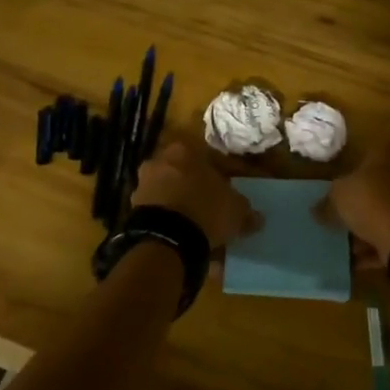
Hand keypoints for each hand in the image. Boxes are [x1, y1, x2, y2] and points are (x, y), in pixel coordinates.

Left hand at [131, 137, 258, 249]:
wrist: (166, 239)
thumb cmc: (205, 210)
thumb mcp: (235, 209)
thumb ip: (246, 210)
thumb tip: (257, 218)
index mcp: (184, 150)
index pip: (208, 158)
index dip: (222, 176)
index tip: (229, 192)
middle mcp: (159, 161)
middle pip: (184, 173)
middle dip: (197, 189)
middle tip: (212, 208)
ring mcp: (143, 185)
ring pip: (169, 192)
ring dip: (181, 205)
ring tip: (197, 227)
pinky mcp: (133, 209)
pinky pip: (159, 213)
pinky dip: (170, 221)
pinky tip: (182, 237)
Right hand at [327, 139, 389, 264]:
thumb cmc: (368, 200)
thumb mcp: (336, 197)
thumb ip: (325, 203)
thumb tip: (316, 209)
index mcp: (388, 152)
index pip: (370, 152)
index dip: (353, 170)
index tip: (340, 186)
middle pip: (379, 183)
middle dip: (362, 200)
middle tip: (343, 215)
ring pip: (387, 209)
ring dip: (369, 225)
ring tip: (348, 242)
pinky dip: (377, 244)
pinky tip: (358, 259)